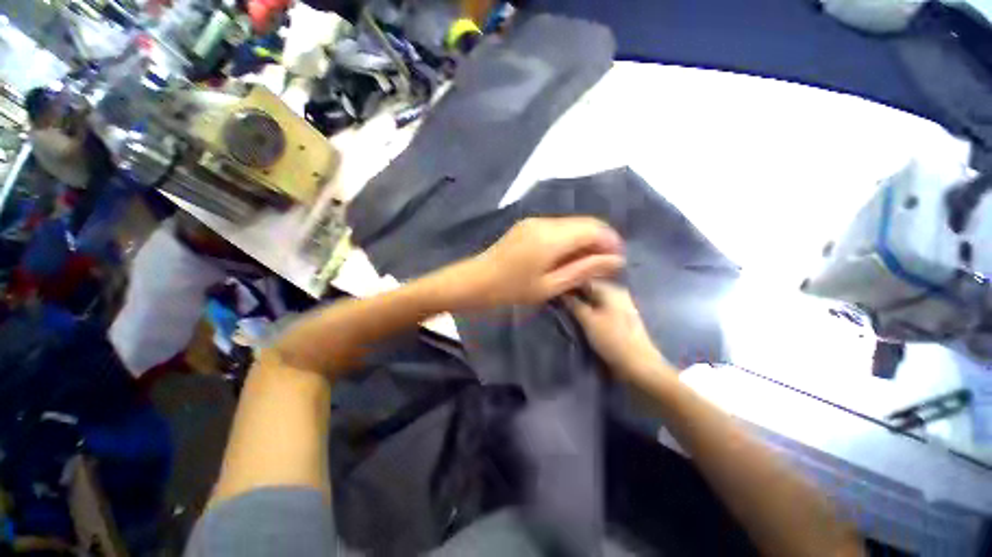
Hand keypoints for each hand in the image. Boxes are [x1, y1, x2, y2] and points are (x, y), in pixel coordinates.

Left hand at [463, 217, 623, 306]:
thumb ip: (583, 269)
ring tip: (588, 263)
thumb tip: (616, 260)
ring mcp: (534, 221)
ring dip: (585, 240)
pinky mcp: (528, 225)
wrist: (475, 281)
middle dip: (600, 241)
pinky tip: (568, 256)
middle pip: (584, 223)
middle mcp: (545, 222)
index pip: (594, 229)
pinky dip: (569, 239)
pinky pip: (558, 227)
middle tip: (605, 265)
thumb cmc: (512, 289)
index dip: (611, 242)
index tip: (618, 261)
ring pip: (571, 224)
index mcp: (551, 236)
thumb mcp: (550, 285)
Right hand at [565, 281, 672, 381]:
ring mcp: (620, 304)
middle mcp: (617, 292)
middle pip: (590, 287)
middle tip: (556, 299)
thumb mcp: (588, 320)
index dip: (568, 282)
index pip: (584, 278)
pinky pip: (599, 306)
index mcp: (611, 289)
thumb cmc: (612, 339)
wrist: (638, 365)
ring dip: (580, 301)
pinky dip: (588, 308)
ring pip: (594, 298)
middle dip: (573, 292)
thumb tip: (560, 291)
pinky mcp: (620, 316)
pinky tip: (578, 314)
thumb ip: (573, 303)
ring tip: (564, 306)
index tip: (554, 289)